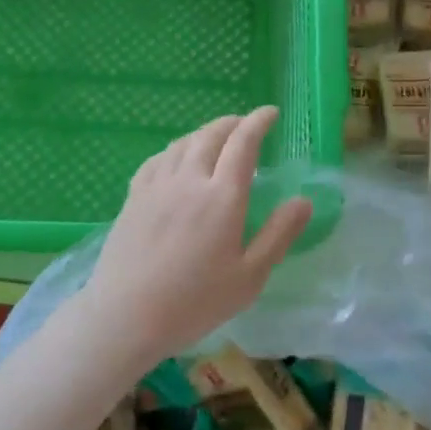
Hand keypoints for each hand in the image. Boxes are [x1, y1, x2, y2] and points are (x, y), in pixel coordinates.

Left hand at [80, 107, 311, 368]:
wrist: (126, 316)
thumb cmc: (194, 302)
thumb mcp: (249, 277)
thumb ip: (278, 235)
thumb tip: (304, 201)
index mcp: (223, 196)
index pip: (244, 143)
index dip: (258, 122)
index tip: (270, 113)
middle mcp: (189, 180)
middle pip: (211, 135)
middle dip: (232, 123)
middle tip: (246, 124)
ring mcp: (156, 186)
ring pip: (182, 143)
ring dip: (204, 133)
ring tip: (216, 138)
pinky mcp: (133, 198)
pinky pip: (157, 160)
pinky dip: (175, 149)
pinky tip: (176, 159)